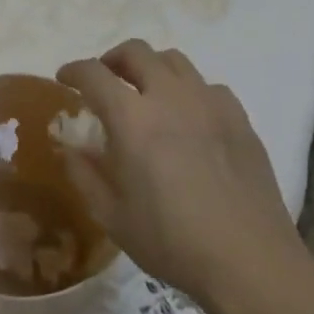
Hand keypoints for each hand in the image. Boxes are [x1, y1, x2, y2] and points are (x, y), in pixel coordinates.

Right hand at [57, 40, 303, 303]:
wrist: (249, 261)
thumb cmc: (171, 241)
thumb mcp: (112, 216)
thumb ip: (84, 174)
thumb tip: (70, 148)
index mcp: (132, 118)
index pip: (94, 73)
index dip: (74, 70)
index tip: (64, 78)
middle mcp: (169, 97)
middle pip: (136, 52)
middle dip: (112, 59)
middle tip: (105, 80)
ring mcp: (209, 103)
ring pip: (174, 60)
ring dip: (151, 67)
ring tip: (146, 92)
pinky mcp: (239, 117)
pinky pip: (207, 86)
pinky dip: (188, 91)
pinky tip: (189, 117)